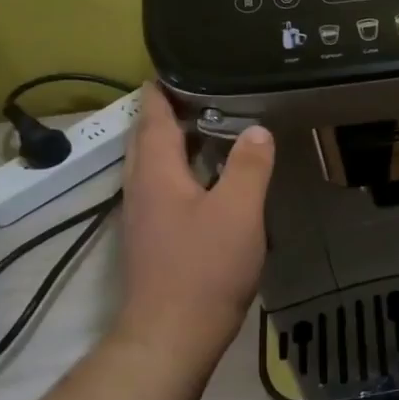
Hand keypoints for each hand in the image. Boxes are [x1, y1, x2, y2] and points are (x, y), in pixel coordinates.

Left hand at [115, 86, 275, 357]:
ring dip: (175, 143)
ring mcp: (144, 216)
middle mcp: (142, 189)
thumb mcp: (238, 211)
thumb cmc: (206, 267)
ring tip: (209, 128)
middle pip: (148, 140)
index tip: (175, 67)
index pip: (154, 119)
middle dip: (167, 113)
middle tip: (202, 93)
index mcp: (156, 174)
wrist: (173, 332)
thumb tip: (257, 130)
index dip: (162, 91)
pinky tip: (208, 179)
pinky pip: (164, 189)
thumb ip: (248, 167)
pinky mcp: (154, 239)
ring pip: (154, 166)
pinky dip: (182, 171)